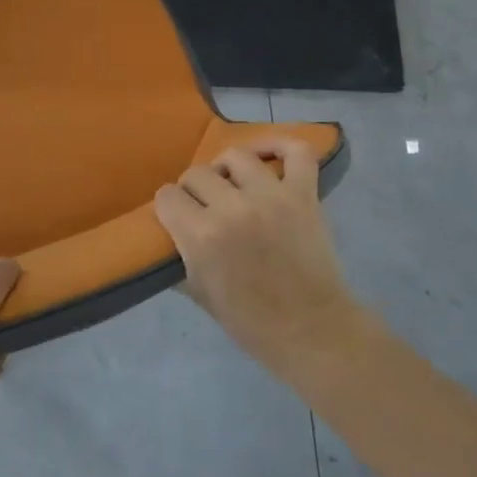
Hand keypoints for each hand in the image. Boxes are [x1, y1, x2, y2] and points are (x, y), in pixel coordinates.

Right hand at [154, 137, 363, 371]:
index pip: (167, 197)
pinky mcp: (303, 195)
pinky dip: (280, 145)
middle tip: (203, 206)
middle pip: (197, 174)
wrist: (310, 330)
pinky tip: (265, 154)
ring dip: (226, 169)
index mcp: (202, 236)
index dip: (169, 207)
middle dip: (193, 190)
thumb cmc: (250, 321)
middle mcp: (233, 208)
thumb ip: (179, 258)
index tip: (176, 217)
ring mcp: (271, 197)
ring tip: (230, 184)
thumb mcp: (198, 294)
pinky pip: (296, 152)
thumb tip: (166, 237)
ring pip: (236, 157)